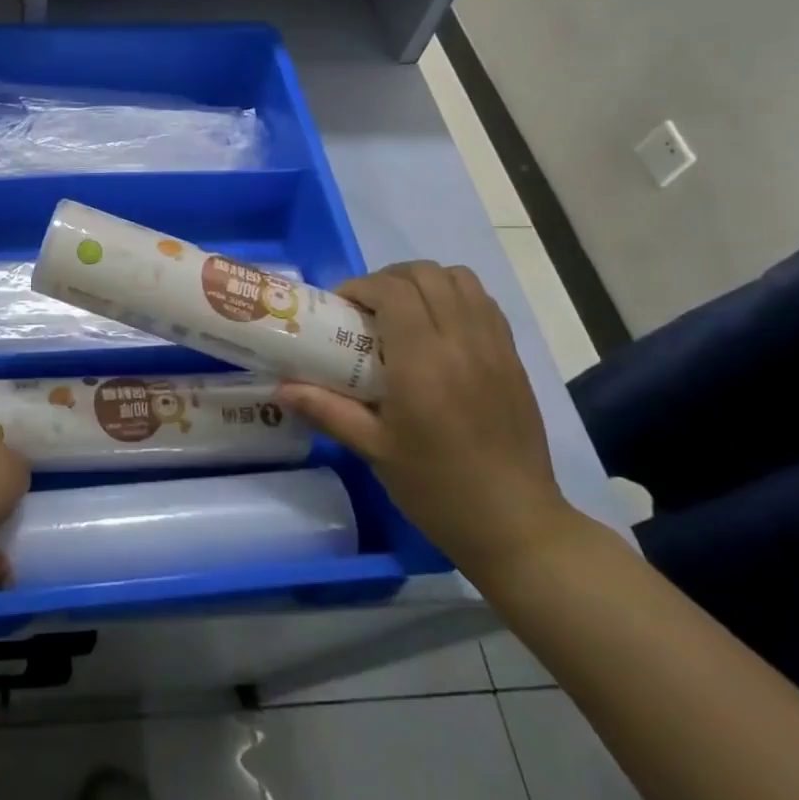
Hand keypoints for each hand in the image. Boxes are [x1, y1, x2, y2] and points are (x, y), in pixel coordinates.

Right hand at [277, 261, 576, 583]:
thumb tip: (281, 388)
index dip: (362, 285)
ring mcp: (494, 347)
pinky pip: (484, 303)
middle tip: (368, 307)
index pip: (393, 290)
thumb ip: (326, 409)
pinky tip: (439, 327)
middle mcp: (461, 342)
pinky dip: (456, 296)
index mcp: (423, 362)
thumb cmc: (438, 488)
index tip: (341, 306)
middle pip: (426, 274)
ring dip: (425, 282)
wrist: (517, 525)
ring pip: (461, 279)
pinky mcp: (513, 358)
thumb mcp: (374, 450)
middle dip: (389, 278)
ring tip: (404, 310)